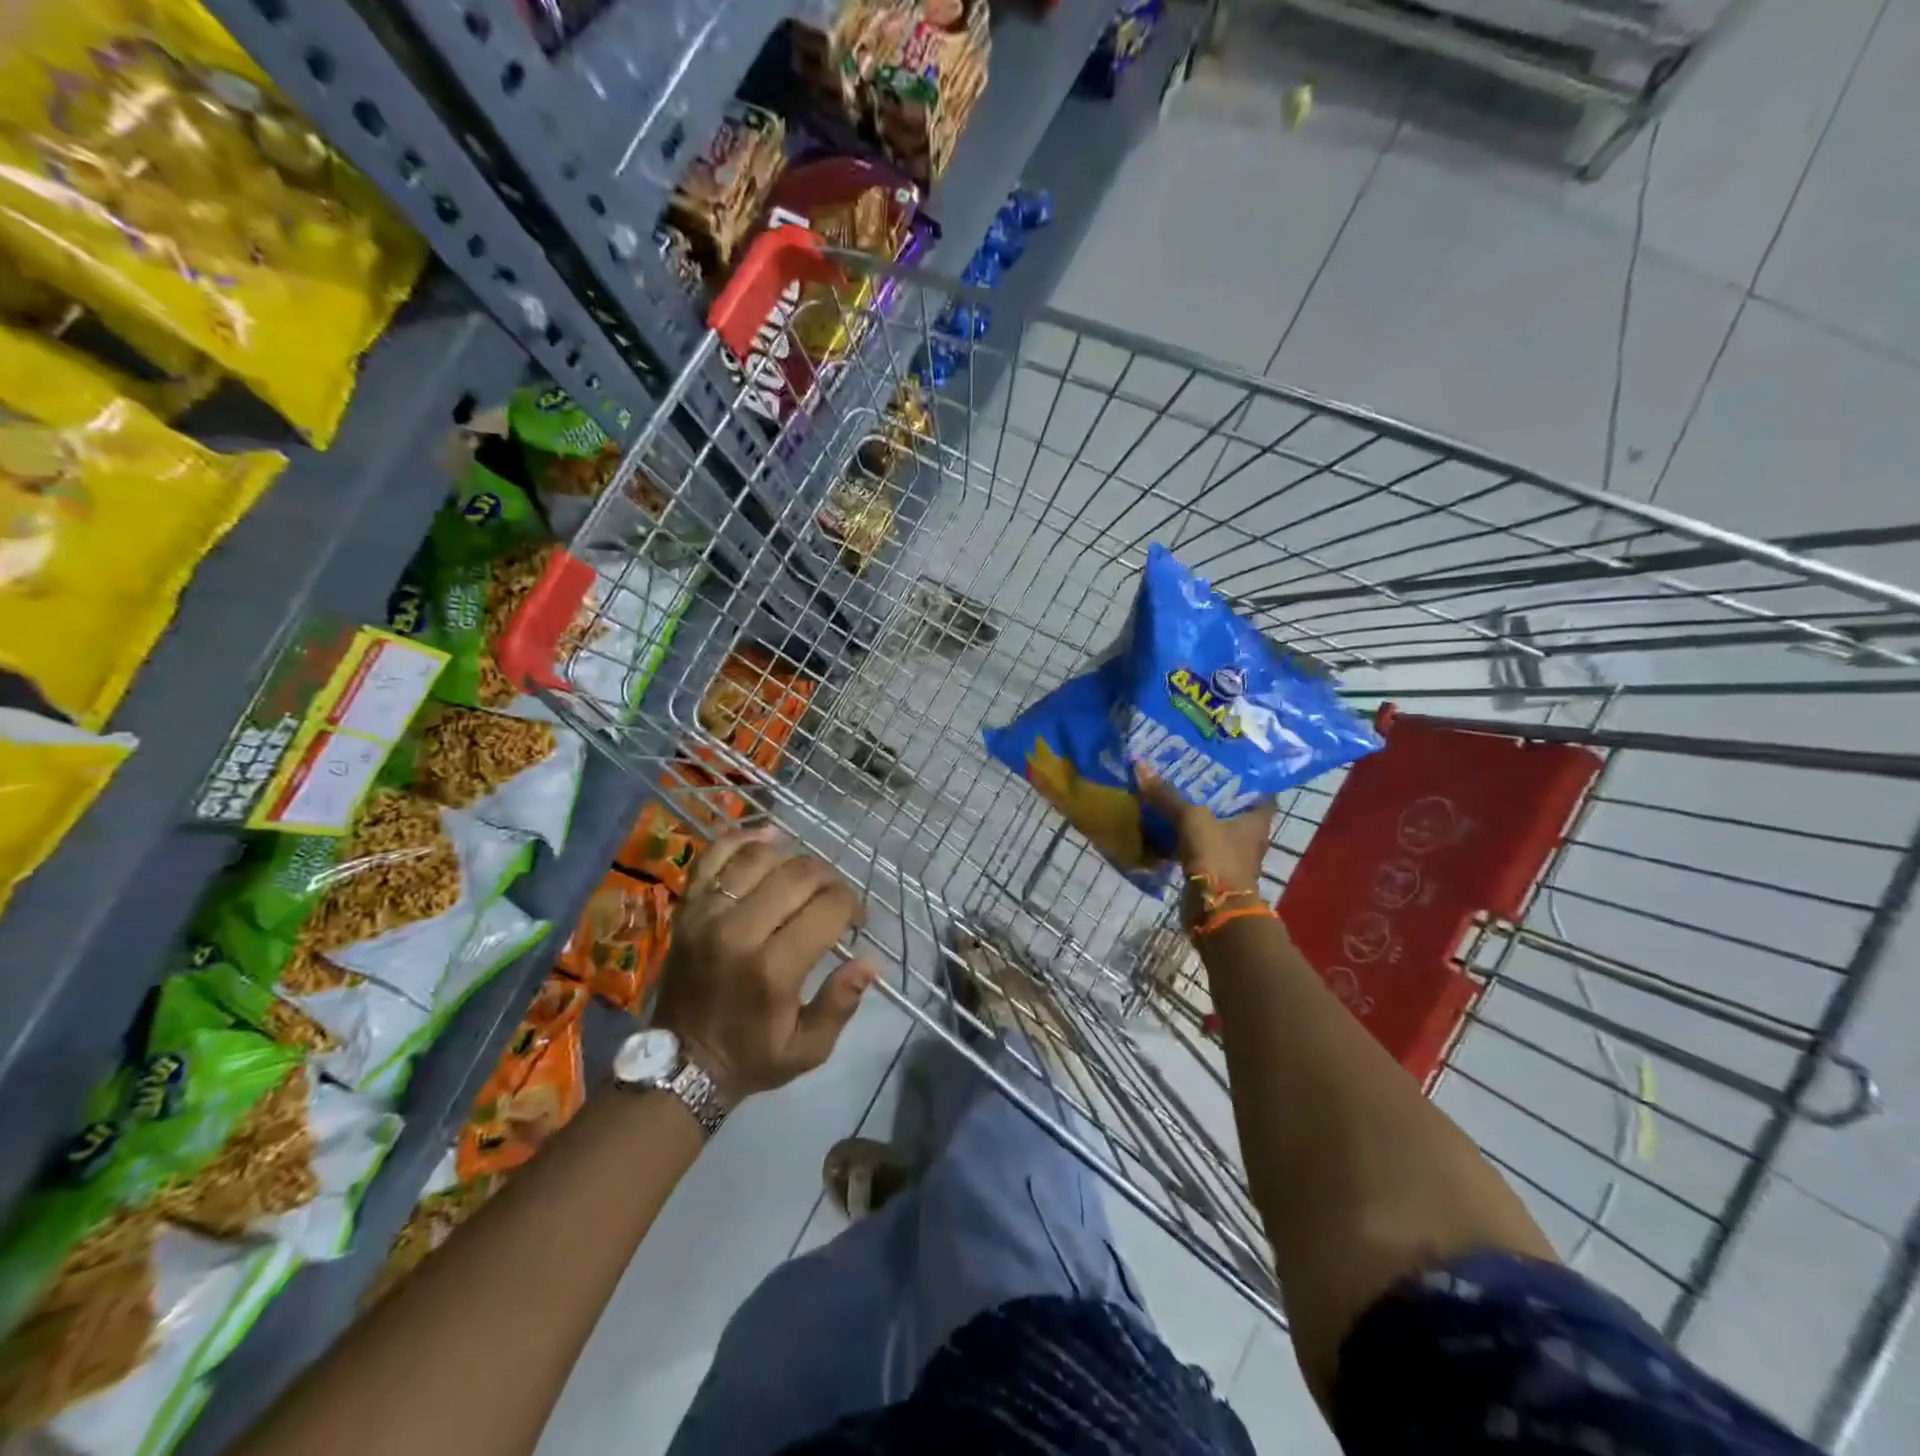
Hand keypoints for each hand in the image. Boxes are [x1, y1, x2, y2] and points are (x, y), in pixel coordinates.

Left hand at [653, 828, 877, 1101]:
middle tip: (834, 897)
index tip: (856, 919)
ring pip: (761, 857)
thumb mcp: (808, 1049)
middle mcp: (739, 932)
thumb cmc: (752, 1057)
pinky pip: (715, 855)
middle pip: (799, 875)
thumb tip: (870, 962)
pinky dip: (744, 839)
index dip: (852, 904)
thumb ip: (841, 1004)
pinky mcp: (687, 908)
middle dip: (829, 879)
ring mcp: (707, 914)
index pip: (828, 907)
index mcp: (773, 970)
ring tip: (804, 877)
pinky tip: (769, 840)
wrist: (681, 1063)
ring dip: (793, 859)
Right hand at [1137, 766, 1274, 897]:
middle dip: (1214, 795)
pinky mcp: (1213, 873)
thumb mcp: (1191, 819)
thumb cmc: (1217, 857)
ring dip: (1197, 818)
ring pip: (1213, 830)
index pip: (1261, 793)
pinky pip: (1197, 849)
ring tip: (1172, 796)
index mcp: (1256, 821)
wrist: (1216, 910)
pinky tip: (1163, 828)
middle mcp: (1248, 838)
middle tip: (1191, 775)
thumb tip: (1140, 763)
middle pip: (1233, 810)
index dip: (1248, 778)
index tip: (1227, 764)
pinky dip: (1183, 840)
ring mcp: (1231, 857)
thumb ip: (1167, 795)